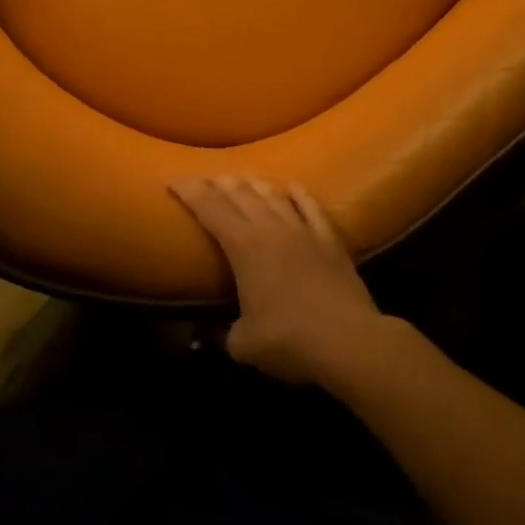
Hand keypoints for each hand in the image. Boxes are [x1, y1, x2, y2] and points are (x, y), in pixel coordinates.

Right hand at [170, 177, 388, 385]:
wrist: (350, 341)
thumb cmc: (290, 341)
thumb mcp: (244, 345)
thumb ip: (225, 333)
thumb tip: (215, 334)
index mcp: (244, 246)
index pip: (209, 208)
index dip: (189, 191)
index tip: (174, 180)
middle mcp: (270, 228)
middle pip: (240, 193)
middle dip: (218, 183)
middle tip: (204, 180)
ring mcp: (303, 230)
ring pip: (273, 195)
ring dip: (254, 183)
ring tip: (242, 179)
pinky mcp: (330, 240)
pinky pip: (311, 208)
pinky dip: (299, 194)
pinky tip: (293, 186)